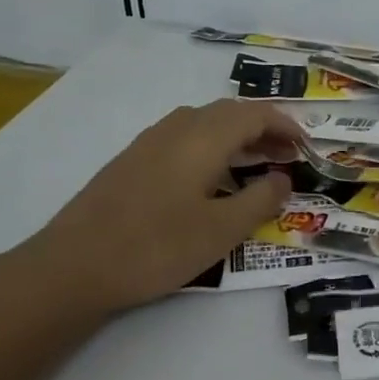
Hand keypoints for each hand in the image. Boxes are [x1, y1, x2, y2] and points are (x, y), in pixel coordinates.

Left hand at [2, 99, 303, 316]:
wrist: (72, 266)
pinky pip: (183, 137)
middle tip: (286, 157)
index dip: (286, 125)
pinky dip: (210, 146)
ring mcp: (149, 141)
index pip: (256, 114)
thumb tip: (282, 178)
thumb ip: (260, 199)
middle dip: (264, 130)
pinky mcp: (131, 160)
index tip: (306, 146)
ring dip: (236, 136)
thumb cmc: (156, 246)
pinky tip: (209, 178)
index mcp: (204, 137)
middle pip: (230, 113)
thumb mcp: (222, 230)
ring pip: (205, 123)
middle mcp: (178, 128)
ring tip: (254, 165)